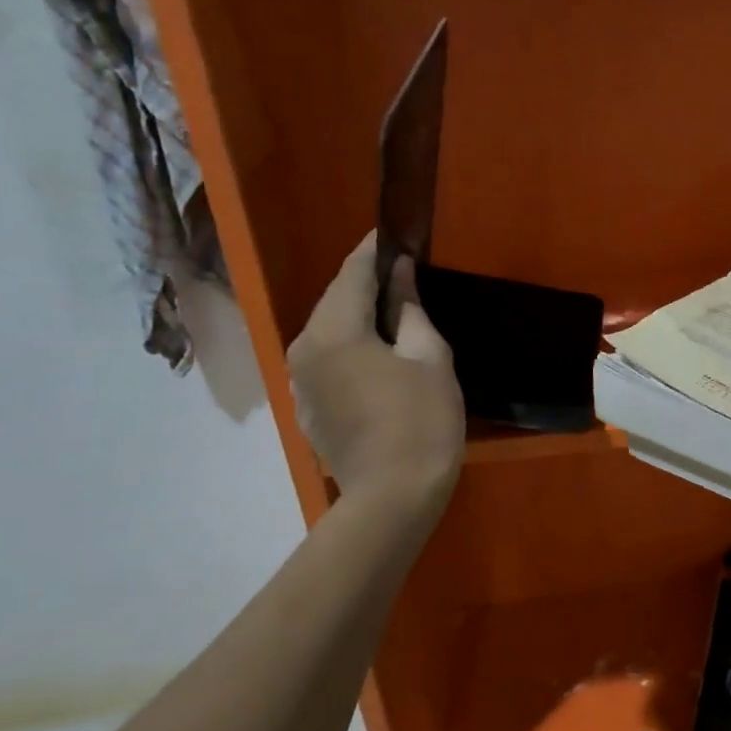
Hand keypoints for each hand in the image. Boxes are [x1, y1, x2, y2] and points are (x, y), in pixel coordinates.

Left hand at [287, 230, 463, 507]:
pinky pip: (327, 360)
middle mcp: (304, 349)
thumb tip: (400, 275)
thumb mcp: (429, 357)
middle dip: (364, 282)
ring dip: (356, 315)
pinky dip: (350, 346)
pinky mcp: (308, 408)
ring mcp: (301, 382)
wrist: (393, 497)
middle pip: (335, 300)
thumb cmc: (421, 421)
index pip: (353, 273)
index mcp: (334, 331)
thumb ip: (410, 309)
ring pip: (328, 331)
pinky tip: (376, 353)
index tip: (393, 233)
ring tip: (391, 309)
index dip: (374, 250)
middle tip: (400, 271)